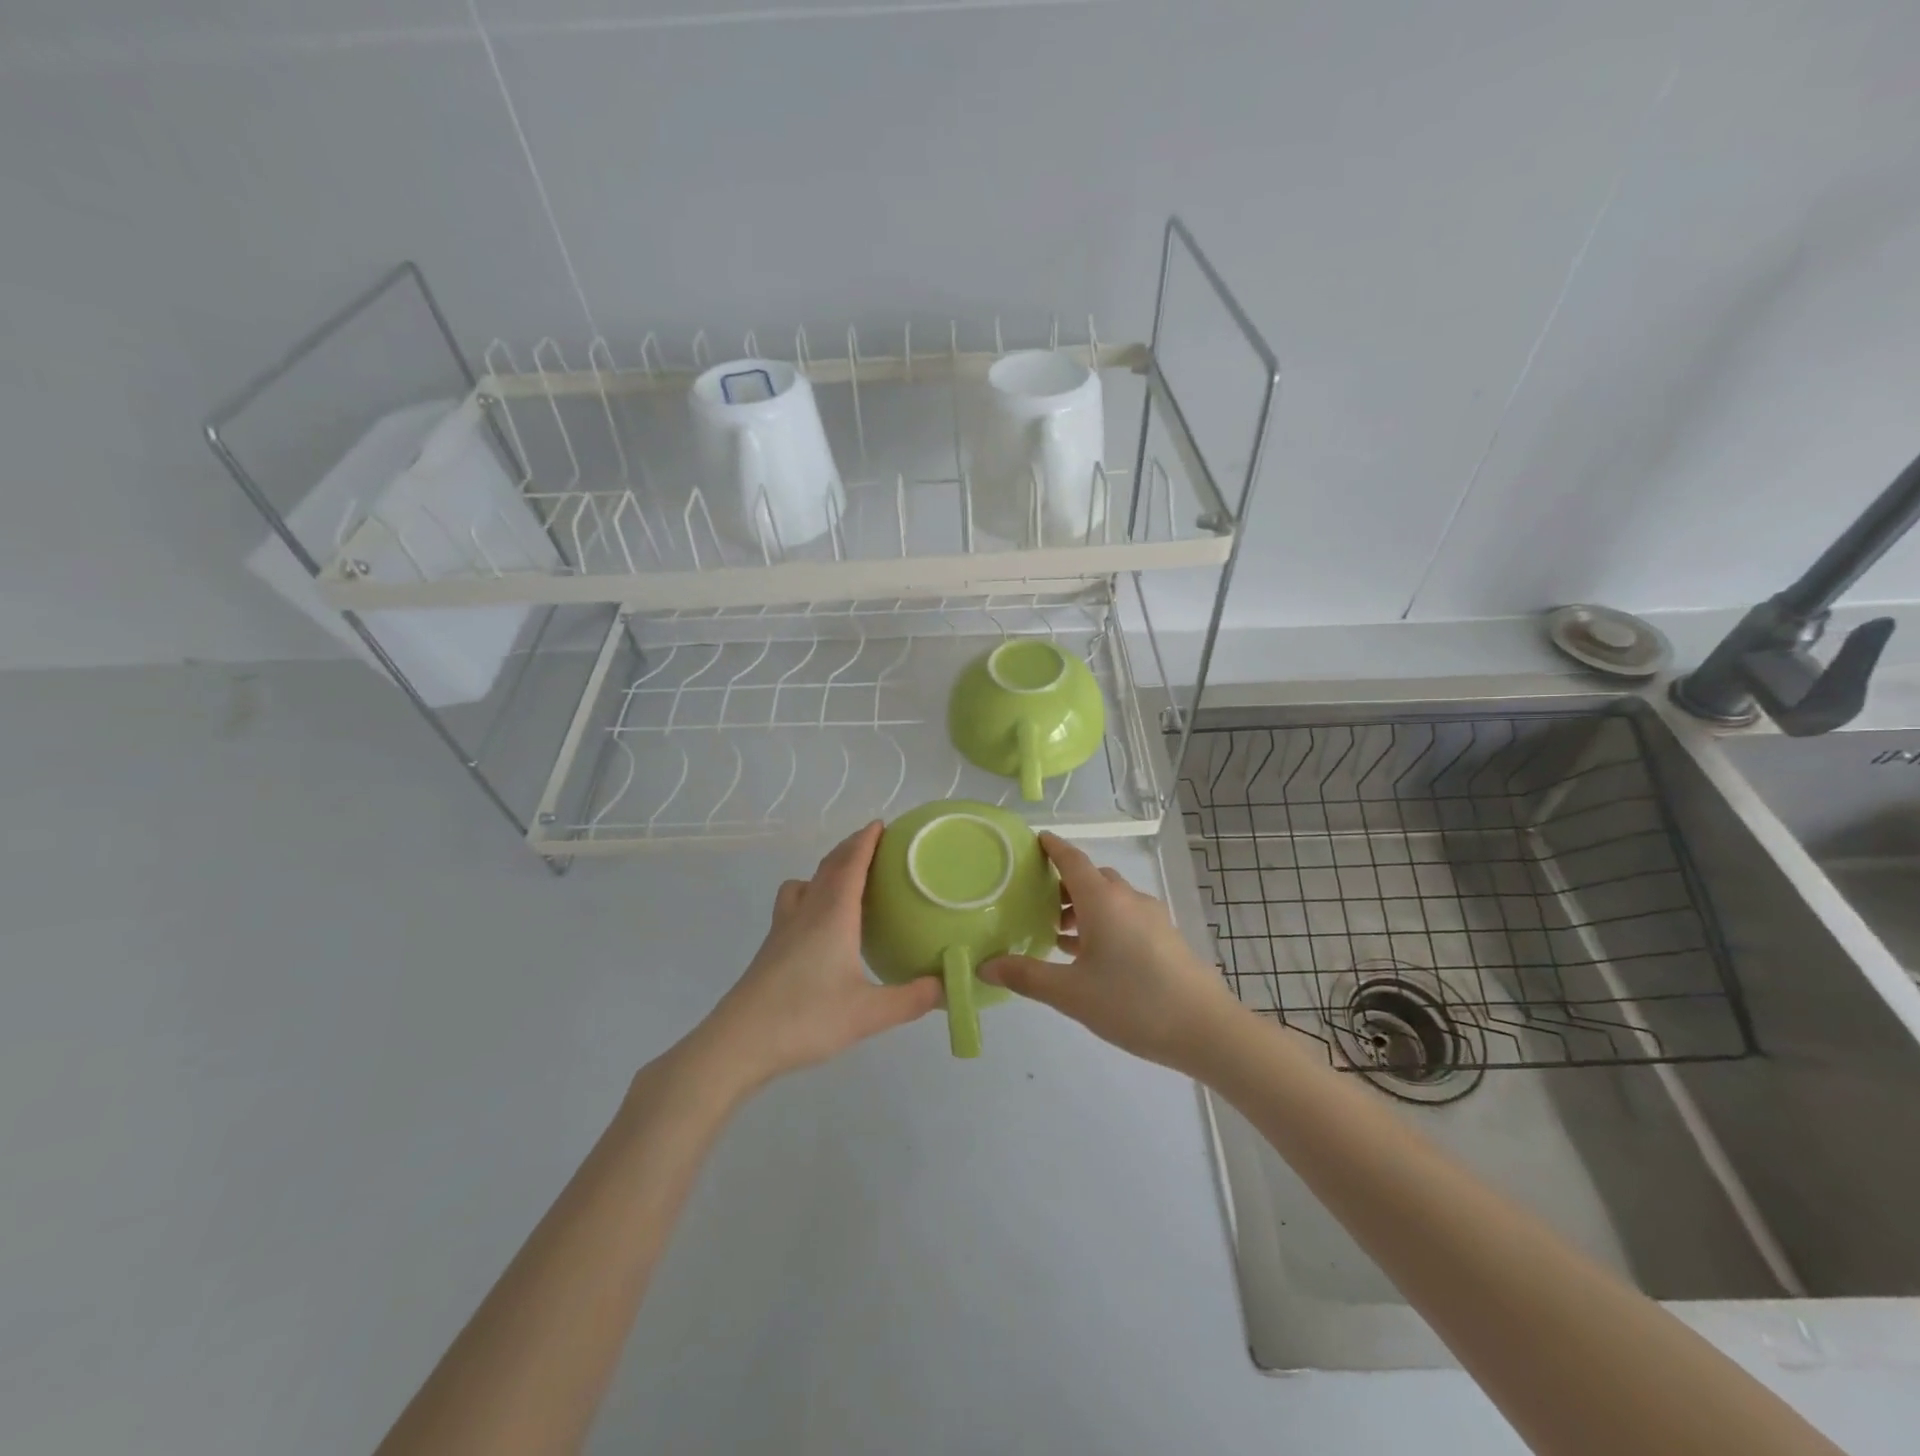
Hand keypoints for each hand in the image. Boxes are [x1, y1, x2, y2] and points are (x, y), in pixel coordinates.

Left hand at [693, 822, 941, 1093]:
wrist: (739, 1043)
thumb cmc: (806, 1018)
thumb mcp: (869, 1014)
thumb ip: (911, 1000)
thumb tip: (947, 987)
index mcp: (833, 915)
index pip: (851, 865)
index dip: (866, 841)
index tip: (881, 824)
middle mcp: (807, 912)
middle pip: (828, 867)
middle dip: (850, 849)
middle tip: (873, 845)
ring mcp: (783, 929)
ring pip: (805, 884)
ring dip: (826, 871)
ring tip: (845, 883)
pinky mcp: (771, 949)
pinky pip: (794, 905)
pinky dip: (810, 897)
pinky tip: (820, 926)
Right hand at [981, 833, 1241, 1071]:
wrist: (1206, 1029)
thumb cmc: (1132, 1003)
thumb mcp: (1070, 993)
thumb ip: (1026, 976)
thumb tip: (985, 965)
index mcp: (1102, 900)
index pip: (1072, 859)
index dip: (1051, 847)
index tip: (1033, 840)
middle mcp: (1128, 898)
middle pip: (1091, 877)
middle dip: (1063, 884)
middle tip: (1035, 902)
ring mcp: (1151, 917)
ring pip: (1110, 898)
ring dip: (1084, 907)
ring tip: (1058, 935)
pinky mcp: (1165, 937)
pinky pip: (1126, 916)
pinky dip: (1103, 922)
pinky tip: (1092, 956)